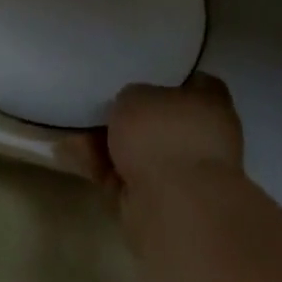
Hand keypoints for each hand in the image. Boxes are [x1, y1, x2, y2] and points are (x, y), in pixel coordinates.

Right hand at [67, 73, 245, 193]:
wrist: (172, 204)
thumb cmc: (161, 135)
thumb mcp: (135, 95)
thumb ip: (132, 96)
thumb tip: (132, 105)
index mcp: (210, 103)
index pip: (191, 82)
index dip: (162, 78)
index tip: (134, 77)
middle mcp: (203, 136)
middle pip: (158, 120)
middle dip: (126, 118)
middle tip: (94, 108)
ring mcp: (183, 171)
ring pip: (138, 150)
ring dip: (106, 144)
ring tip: (71, 133)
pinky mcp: (160, 199)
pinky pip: (124, 175)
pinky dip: (101, 168)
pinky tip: (71, 156)